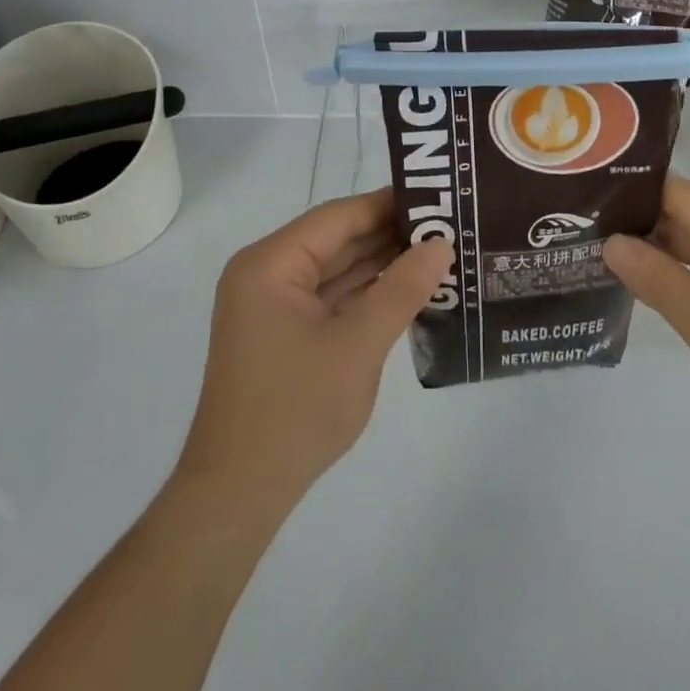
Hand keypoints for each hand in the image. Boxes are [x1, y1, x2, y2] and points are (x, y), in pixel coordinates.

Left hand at [174, 189, 453, 510]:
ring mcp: (274, 305)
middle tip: (448, 226)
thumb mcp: (358, 345)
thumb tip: (441, 245)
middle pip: (337, 240)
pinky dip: (367, 294)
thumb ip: (401, 290)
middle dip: (390, 236)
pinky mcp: (285, 333)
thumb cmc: (295, 410)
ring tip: (439, 252)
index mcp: (270, 264)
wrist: (240, 493)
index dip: (388, 204)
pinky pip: (331, 298)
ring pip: (337, 270)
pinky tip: (409, 289)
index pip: (338, 217)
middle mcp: (267, 274)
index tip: (438, 197)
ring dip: (382, 265)